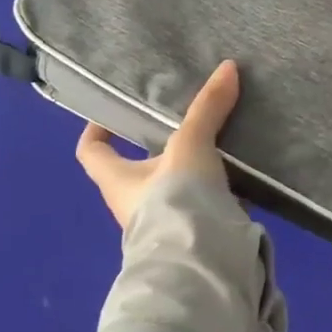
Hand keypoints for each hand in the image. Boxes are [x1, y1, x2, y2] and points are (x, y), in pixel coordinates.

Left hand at [76, 60, 240, 229]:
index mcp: (117, 180)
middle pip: (137, 167)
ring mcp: (164, 223)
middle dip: (159, 145)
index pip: (91, 152)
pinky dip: (217, 189)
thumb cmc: (175, 201)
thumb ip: (207, 109)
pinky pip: (202, 204)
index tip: (115, 112)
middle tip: (184, 117)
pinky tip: (240, 172)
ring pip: (173, 186)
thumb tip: (227, 66)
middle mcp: (133, 204)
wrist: (200, 266)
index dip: (97, 131)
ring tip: (220, 137)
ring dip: (192, 168)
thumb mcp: (190, 146)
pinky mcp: (194, 235)